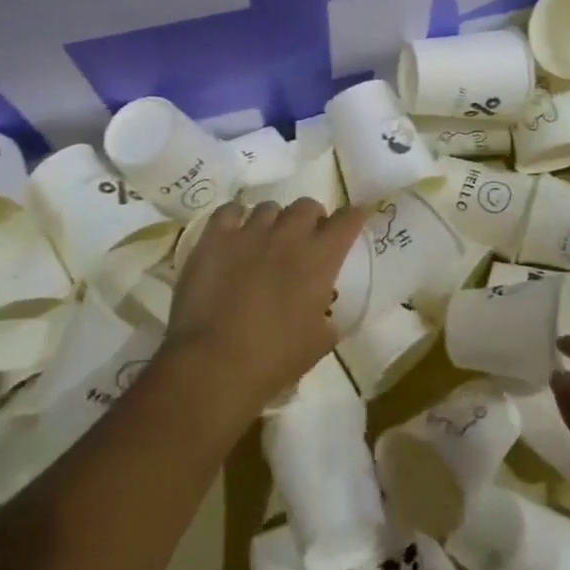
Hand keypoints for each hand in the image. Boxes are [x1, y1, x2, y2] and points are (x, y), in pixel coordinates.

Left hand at [165, 198, 369, 417]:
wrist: (213, 364)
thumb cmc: (274, 358)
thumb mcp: (319, 343)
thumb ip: (327, 316)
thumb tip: (322, 309)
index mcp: (320, 258)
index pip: (347, 220)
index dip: (354, 216)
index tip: (356, 217)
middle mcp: (289, 235)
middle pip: (307, 206)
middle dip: (311, 219)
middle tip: (305, 240)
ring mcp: (249, 232)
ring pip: (269, 208)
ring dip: (274, 222)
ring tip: (266, 241)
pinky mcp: (214, 238)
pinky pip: (230, 211)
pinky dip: (236, 219)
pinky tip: (235, 235)